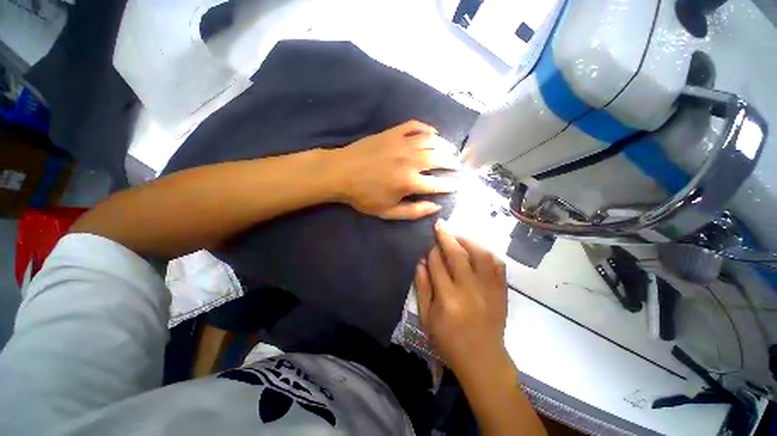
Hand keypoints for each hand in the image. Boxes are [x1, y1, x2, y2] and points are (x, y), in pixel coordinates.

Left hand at [333, 120, 460, 219]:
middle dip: (452, 163)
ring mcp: (402, 144)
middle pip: (439, 159)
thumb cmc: (363, 196)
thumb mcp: (387, 212)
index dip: (449, 185)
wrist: (341, 173)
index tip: (456, 185)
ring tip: (451, 150)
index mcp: (409, 183)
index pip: (437, 184)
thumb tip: (436, 207)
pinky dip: (427, 128)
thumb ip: (413, 211)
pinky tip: (432, 132)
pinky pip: (415, 126)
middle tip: (457, 165)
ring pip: (431, 141)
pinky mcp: (393, 133)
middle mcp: (410, 161)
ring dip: (445, 145)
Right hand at [414, 221, 508, 374]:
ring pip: (481, 255)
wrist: (483, 359)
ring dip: (468, 241)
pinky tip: (477, 250)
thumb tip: (420, 262)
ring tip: (457, 236)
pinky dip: (487, 253)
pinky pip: (498, 265)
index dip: (432, 250)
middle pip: (458, 255)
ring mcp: (489, 289)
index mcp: (448, 298)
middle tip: (440, 225)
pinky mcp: (501, 291)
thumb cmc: (449, 340)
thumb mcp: (427, 317)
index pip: (438, 264)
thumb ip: (423, 287)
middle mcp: (470, 289)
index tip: (428, 240)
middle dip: (447, 237)